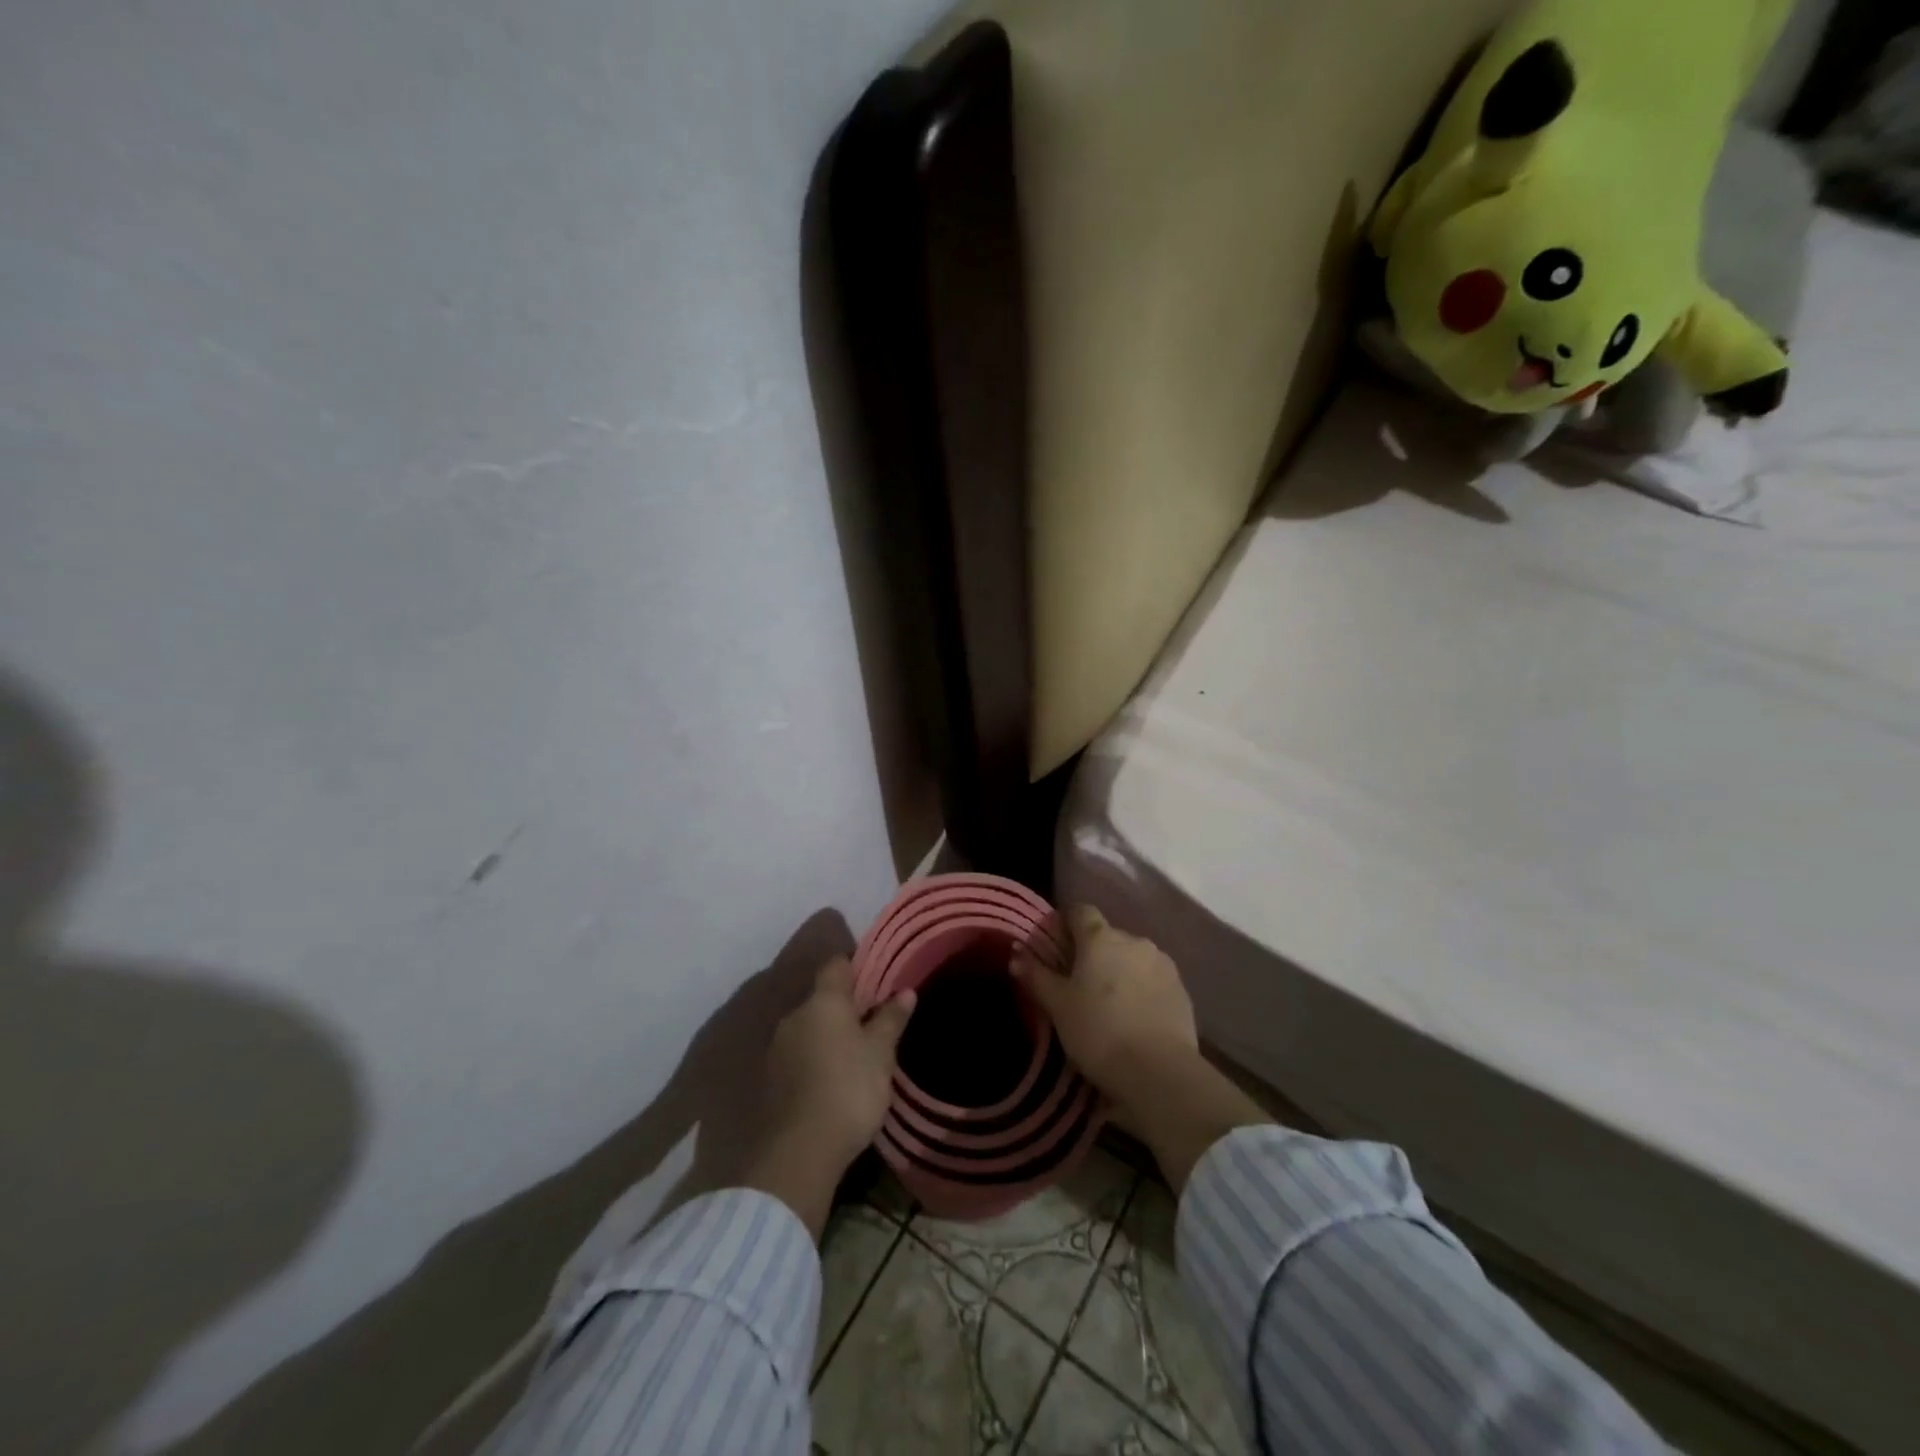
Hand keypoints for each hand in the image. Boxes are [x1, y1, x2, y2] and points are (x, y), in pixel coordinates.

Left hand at [763, 956, 915, 1174]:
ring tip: (857, 1052)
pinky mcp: (771, 1079)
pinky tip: (835, 1078)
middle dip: (846, 1005)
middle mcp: (794, 1016)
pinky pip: (799, 1054)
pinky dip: (817, 1058)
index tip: (878, 977)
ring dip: (830, 1034)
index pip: (837, 965)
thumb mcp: (880, 1054)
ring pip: (810, 1027)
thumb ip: (890, 1019)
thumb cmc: (848, 1088)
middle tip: (875, 1020)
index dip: (857, 965)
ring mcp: (778, 1048)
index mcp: (822, 1002)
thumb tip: (905, 991)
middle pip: (823, 998)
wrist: (799, 1152)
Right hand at [1011, 906, 1196, 1106]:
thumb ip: (1037, 975)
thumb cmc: (1098, 1031)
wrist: (1159, 1072)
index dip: (1064, 923)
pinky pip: (1153, 979)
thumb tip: (1016, 954)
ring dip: (1119, 971)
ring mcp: (1162, 963)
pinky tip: (1133, 1017)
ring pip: (1132, 957)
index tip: (1054, 946)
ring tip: (1109, 1004)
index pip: (1079, 911)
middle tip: (1077, 983)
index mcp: (1100, 937)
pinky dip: (1141, 989)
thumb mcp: (1057, 1006)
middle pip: (1106, 936)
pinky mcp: (1181, 989)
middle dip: (1092, 952)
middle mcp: (1134, 940)